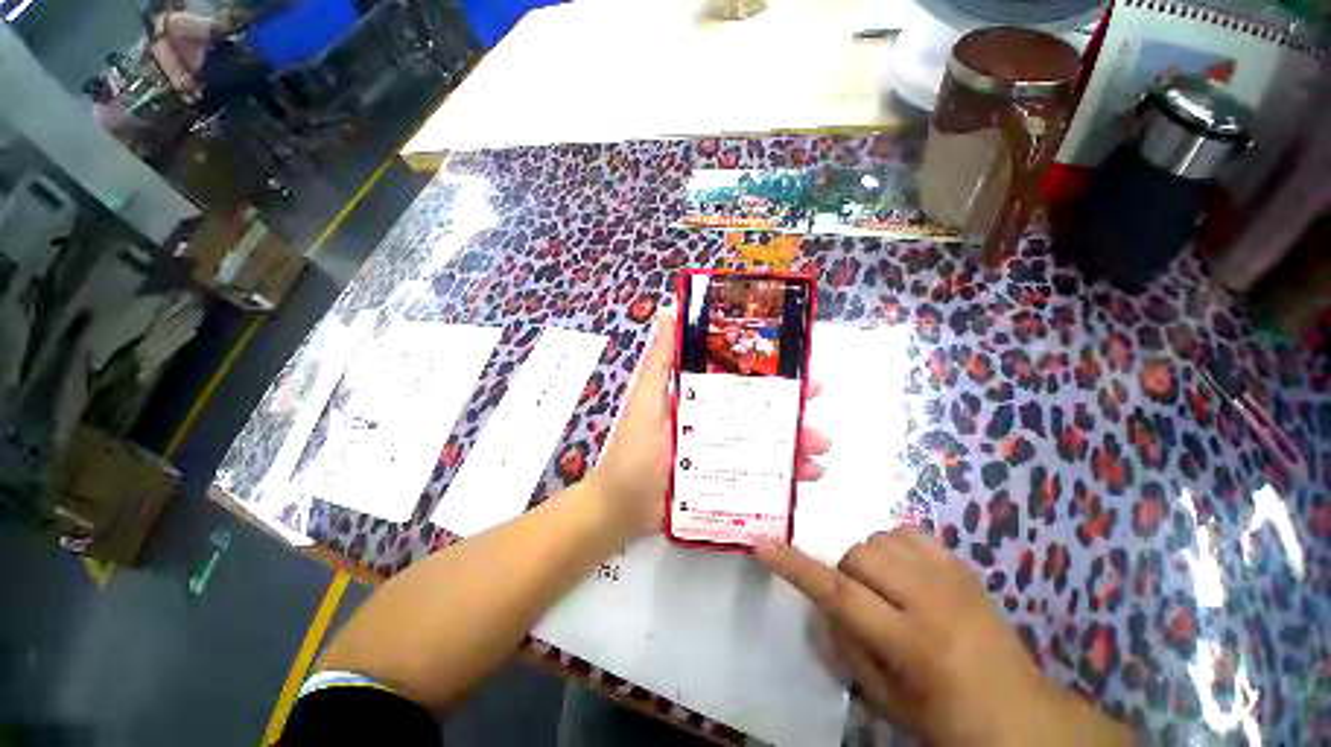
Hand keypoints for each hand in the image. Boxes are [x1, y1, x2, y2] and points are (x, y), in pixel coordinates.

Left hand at [588, 313, 830, 537]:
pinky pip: (764, 475)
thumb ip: (659, 362)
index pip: (741, 379)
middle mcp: (717, 422)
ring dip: (798, 443)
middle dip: (794, 407)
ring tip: (820, 452)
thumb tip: (668, 313)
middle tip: (817, 404)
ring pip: (769, 443)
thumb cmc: (635, 450)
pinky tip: (807, 478)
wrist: (624, 506)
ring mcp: (725, 453)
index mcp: (701, 399)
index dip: (770, 371)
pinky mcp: (728, 481)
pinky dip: (788, 476)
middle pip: (761, 410)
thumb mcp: (646, 400)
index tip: (800, 366)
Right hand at [755, 527, 1132, 746]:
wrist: (1020, 714)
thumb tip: (819, 605)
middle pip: (857, 555)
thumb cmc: (946, 718)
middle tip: (859, 601)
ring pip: (878, 538)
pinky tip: (903, 571)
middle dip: (845, 572)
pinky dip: (892, 545)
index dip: (795, 566)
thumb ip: (845, 646)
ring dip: (867, 559)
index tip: (763, 544)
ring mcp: (949, 576)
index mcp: (909, 643)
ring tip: (884, 588)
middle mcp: (929, 599)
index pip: (838, 592)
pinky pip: (907, 531)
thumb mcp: (887, 699)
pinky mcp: (961, 565)